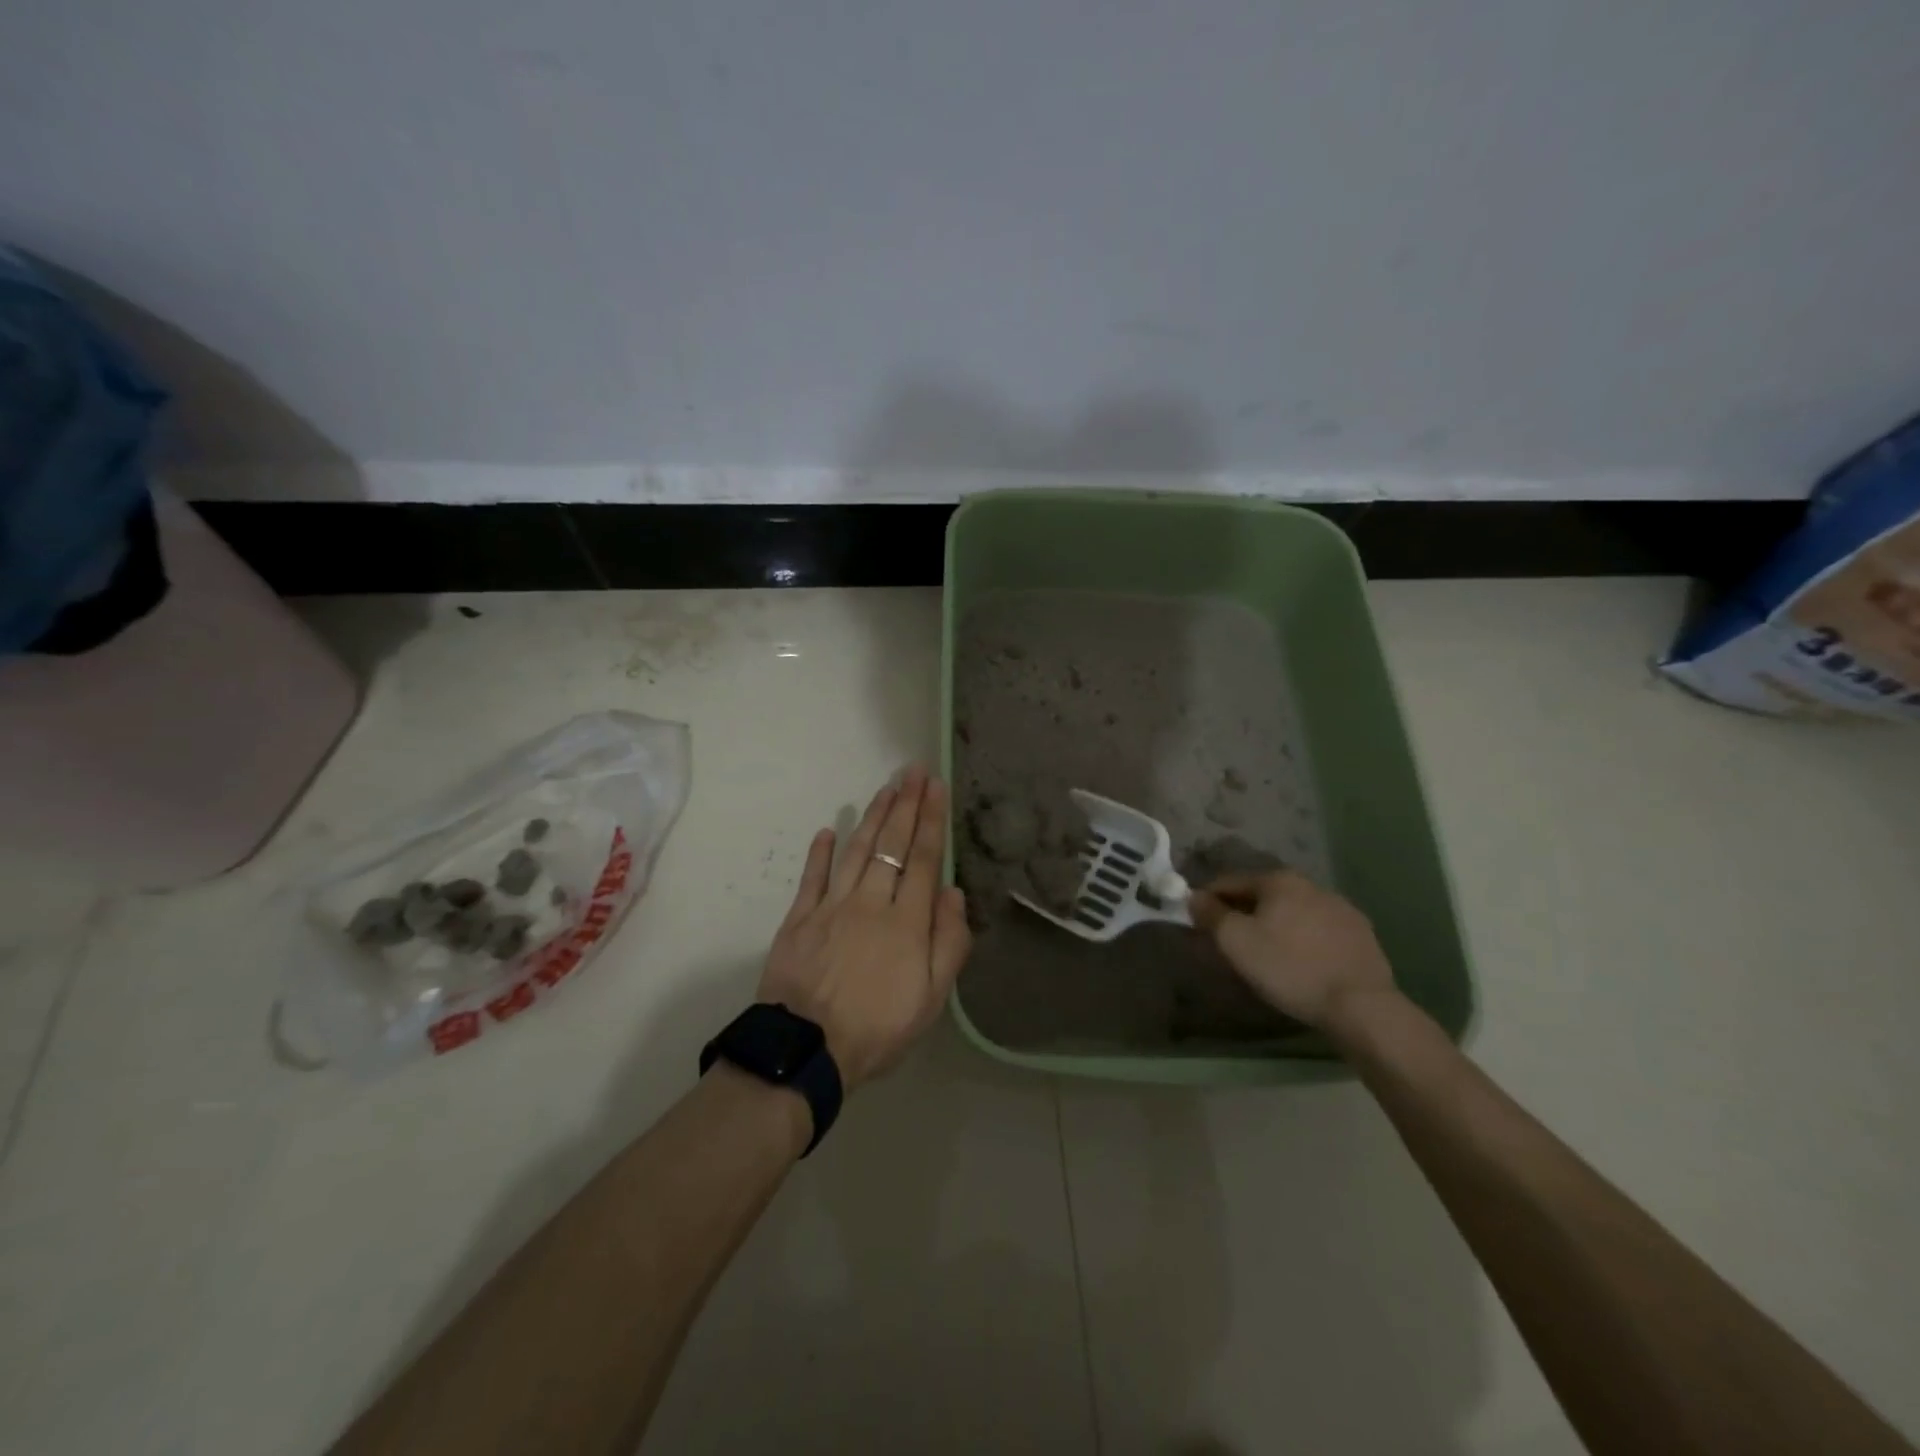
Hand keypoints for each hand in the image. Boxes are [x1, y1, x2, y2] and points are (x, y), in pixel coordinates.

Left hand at [757, 767, 972, 1087]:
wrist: (807, 1051)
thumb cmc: (877, 1028)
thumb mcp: (931, 999)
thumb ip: (948, 942)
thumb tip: (952, 891)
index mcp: (906, 921)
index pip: (922, 859)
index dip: (930, 820)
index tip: (935, 787)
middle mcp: (870, 902)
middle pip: (891, 844)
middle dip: (905, 804)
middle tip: (913, 771)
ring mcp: (831, 907)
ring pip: (856, 852)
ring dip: (872, 817)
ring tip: (886, 788)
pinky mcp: (799, 919)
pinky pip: (812, 878)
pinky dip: (820, 852)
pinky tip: (828, 830)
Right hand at [1189, 869, 1397, 1031]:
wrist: (1361, 1005)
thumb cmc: (1289, 967)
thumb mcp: (1236, 942)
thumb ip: (1211, 915)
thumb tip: (1194, 897)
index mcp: (1279, 880)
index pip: (1230, 882)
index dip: (1208, 900)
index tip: (1198, 922)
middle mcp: (1311, 884)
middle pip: (1263, 895)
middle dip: (1243, 913)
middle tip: (1231, 942)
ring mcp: (1341, 908)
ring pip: (1293, 912)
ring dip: (1275, 925)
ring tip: (1267, 955)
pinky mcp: (1362, 935)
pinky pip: (1319, 931)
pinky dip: (1304, 940)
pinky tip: (1302, 963)